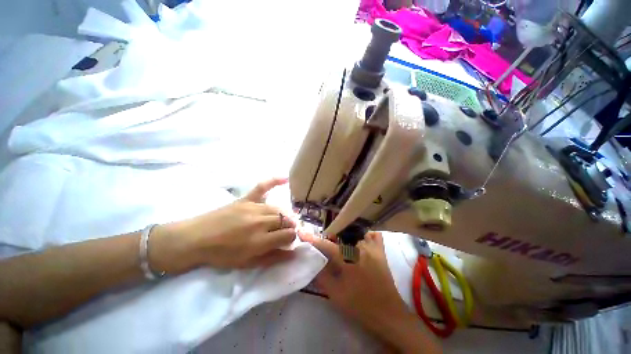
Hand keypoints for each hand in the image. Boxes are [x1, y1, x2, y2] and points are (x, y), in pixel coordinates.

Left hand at [152, 178, 297, 273]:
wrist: (195, 239)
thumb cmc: (221, 255)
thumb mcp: (247, 264)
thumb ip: (273, 258)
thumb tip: (293, 253)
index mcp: (260, 241)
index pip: (288, 234)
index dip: (292, 237)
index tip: (289, 240)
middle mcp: (260, 222)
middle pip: (285, 220)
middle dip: (289, 226)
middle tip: (286, 230)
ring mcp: (253, 208)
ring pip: (278, 208)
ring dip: (284, 215)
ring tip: (282, 219)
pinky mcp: (245, 199)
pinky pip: (262, 187)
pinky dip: (274, 181)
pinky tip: (285, 178)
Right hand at [301, 231, 441, 353]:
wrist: (388, 315)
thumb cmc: (360, 306)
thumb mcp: (336, 294)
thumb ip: (322, 276)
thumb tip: (312, 261)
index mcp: (348, 260)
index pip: (326, 245)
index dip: (313, 239)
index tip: (301, 232)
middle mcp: (361, 248)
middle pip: (341, 233)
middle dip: (330, 235)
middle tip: (325, 242)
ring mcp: (373, 247)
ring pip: (356, 231)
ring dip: (345, 233)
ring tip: (340, 240)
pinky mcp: (380, 250)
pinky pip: (372, 235)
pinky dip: (364, 234)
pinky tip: (359, 240)